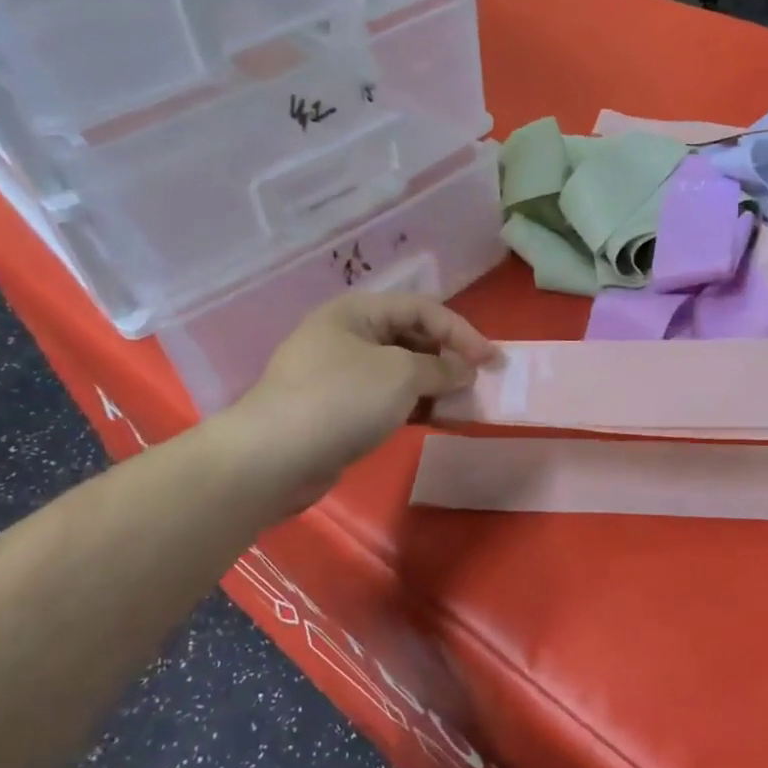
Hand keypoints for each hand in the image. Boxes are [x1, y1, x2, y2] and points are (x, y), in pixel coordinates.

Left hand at [239, 294, 498, 507]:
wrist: (274, 458)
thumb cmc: (342, 400)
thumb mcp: (401, 375)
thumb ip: (442, 368)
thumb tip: (465, 370)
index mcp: (357, 312)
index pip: (422, 310)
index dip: (462, 332)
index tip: (493, 361)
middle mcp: (347, 336)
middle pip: (411, 338)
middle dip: (449, 359)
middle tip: (479, 383)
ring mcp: (340, 374)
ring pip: (400, 372)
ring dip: (435, 386)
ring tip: (464, 405)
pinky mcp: (338, 409)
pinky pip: (386, 398)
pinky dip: (414, 406)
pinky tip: (437, 420)